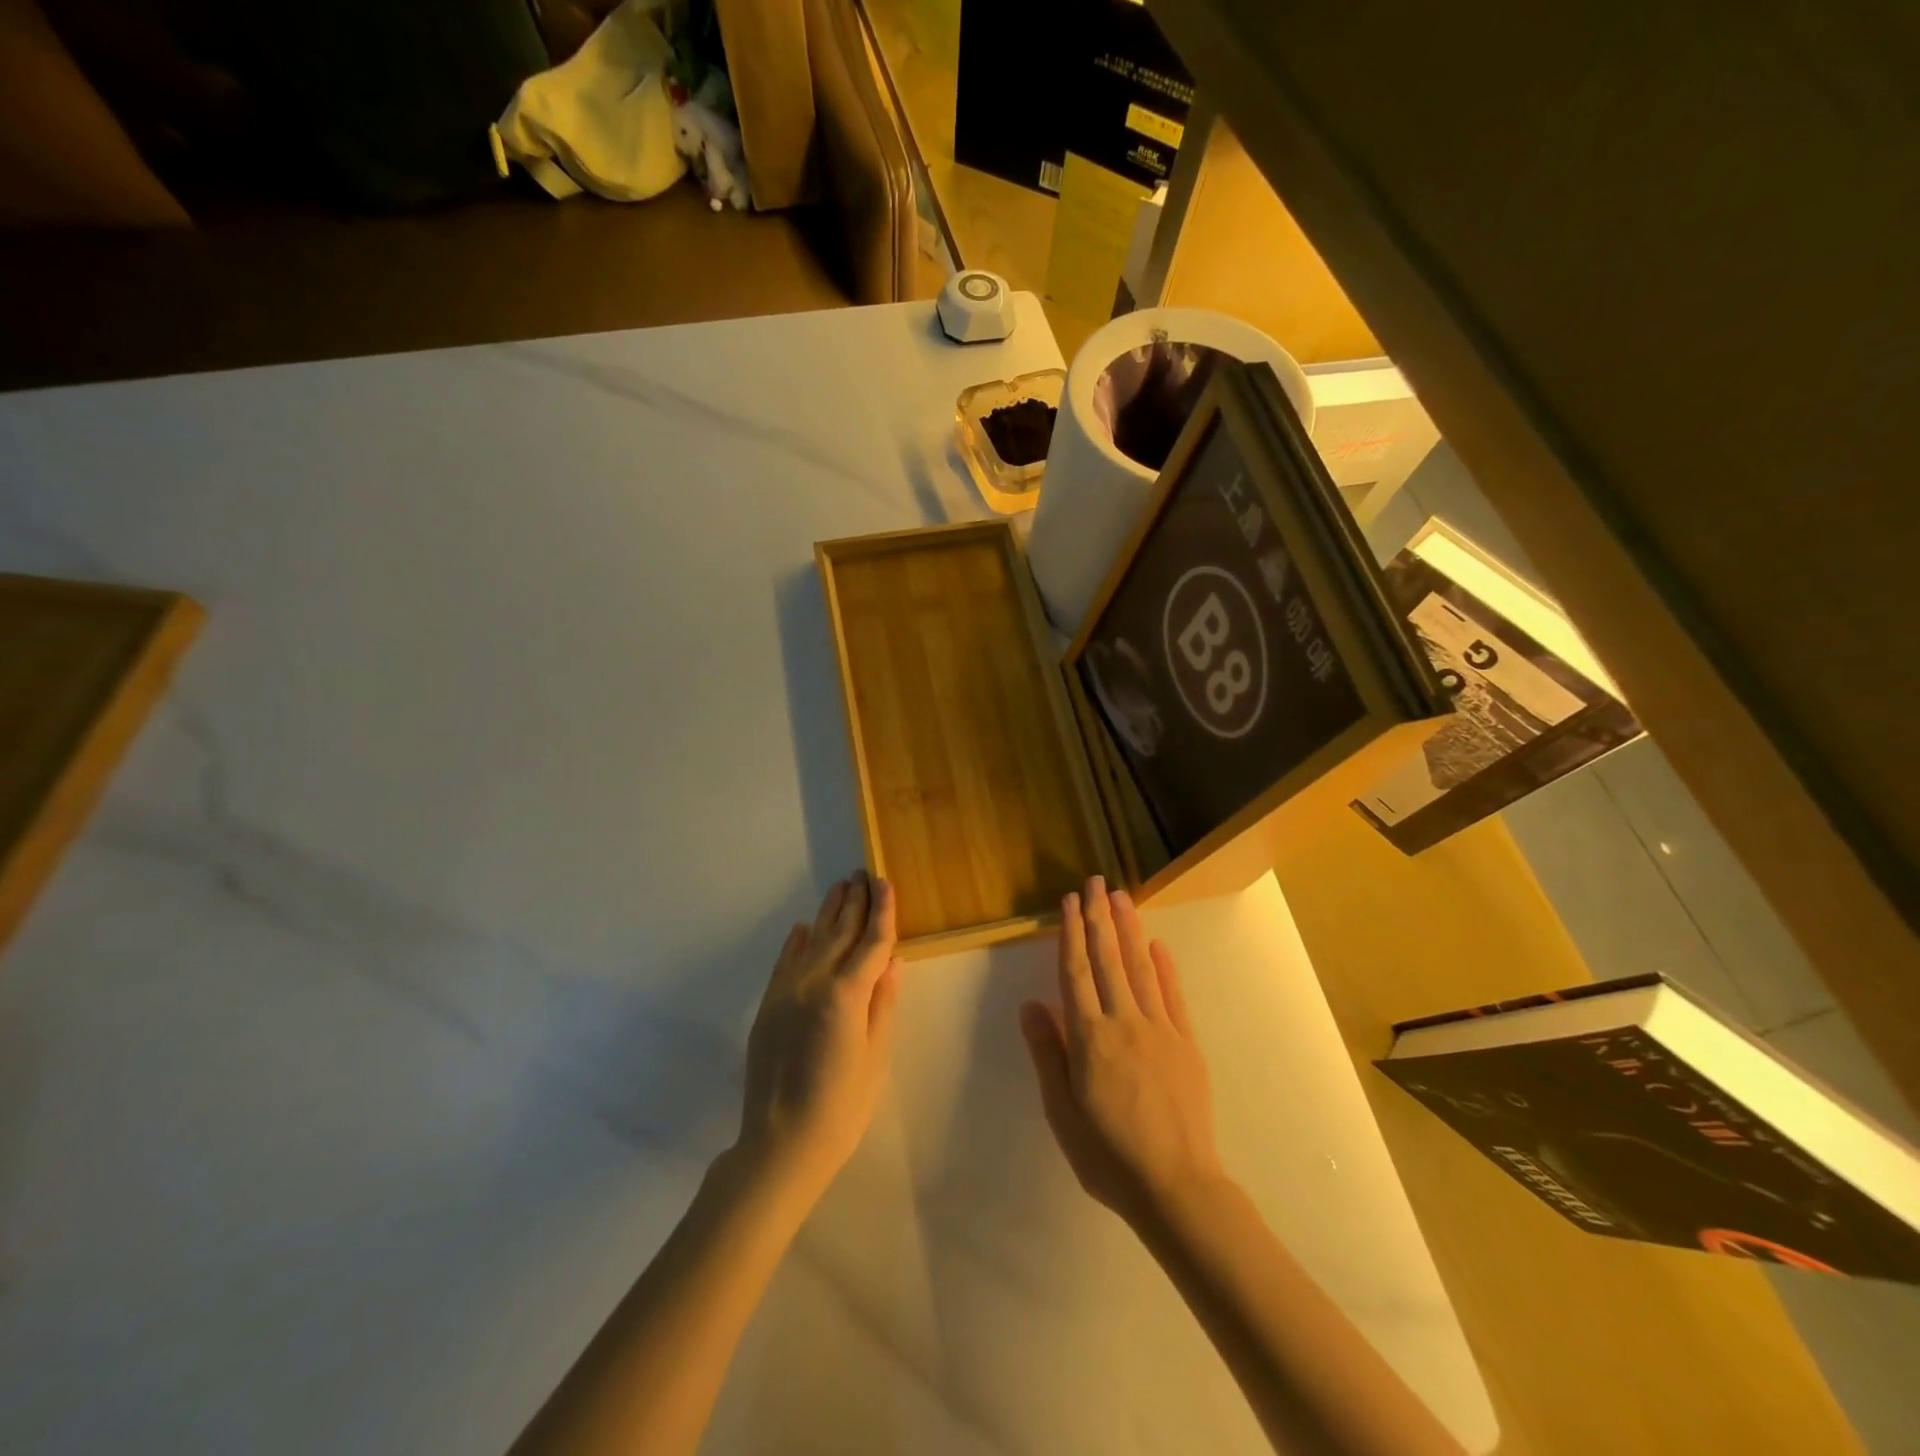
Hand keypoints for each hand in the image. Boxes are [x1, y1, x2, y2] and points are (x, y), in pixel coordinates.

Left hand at [735, 871, 901, 1207]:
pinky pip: (784, 962)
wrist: (780, 1144)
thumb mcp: (875, 1056)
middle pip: (840, 932)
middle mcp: (814, 981)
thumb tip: (893, 960)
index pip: (871, 941)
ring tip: (841, 888)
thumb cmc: (842, 1107)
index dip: (881, 911)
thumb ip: (883, 1003)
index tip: (885, 883)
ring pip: (812, 940)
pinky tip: (803, 927)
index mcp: (846, 994)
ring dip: (828, 913)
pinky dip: (796, 941)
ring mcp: (786, 991)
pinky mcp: (768, 1005)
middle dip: (855, 902)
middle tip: (864, 874)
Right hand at [1020, 877, 1224, 1229]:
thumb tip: (1031, 1004)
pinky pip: (1173, 996)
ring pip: (1141, 968)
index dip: (1070, 934)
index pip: (1075, 973)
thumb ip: (1048, 1054)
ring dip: (1130, 930)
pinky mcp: (1186, 1043)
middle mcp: (1124, 1022)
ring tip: (1122, 898)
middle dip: (1100, 918)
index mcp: (1090, 1038)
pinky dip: (1165, 967)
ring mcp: (1159, 1030)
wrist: (1176, 1187)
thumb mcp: (1062, 1112)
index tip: (1069, 901)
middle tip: (1096, 882)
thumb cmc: (1108, 1154)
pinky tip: (1158, 945)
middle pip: (1108, 960)